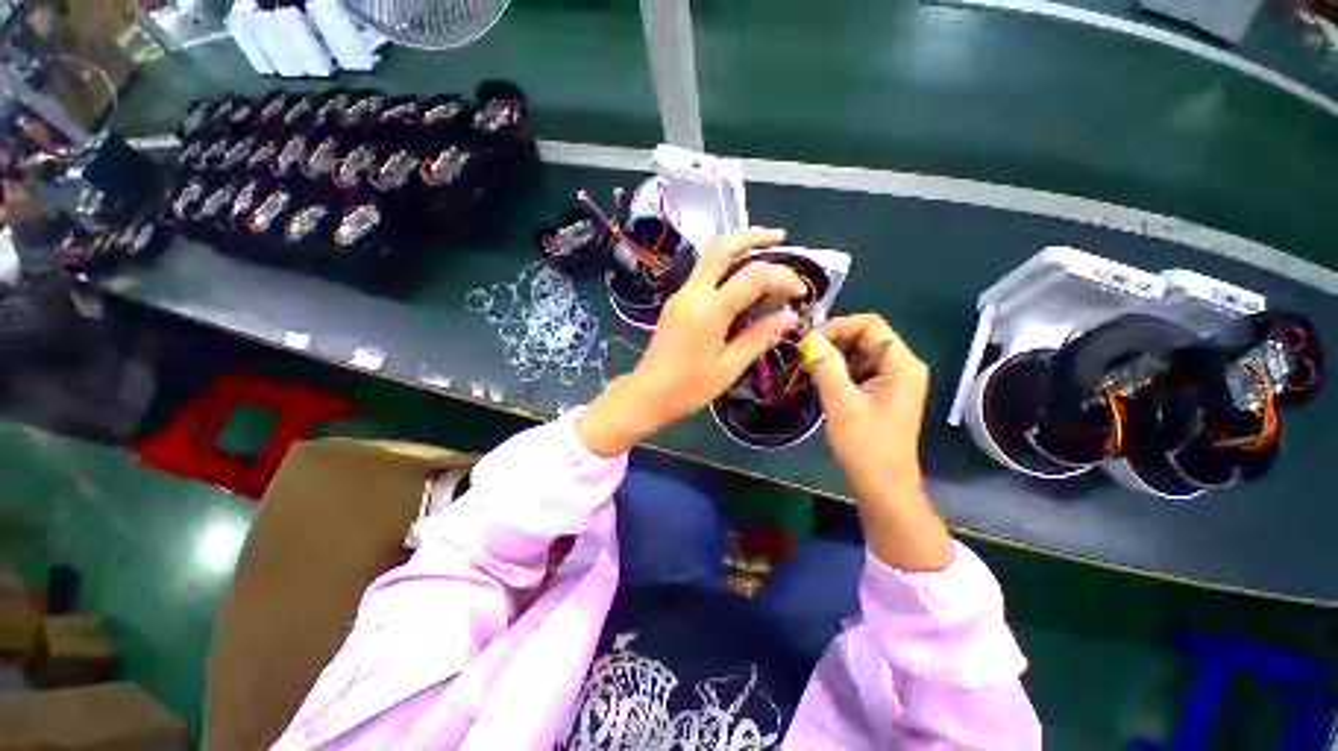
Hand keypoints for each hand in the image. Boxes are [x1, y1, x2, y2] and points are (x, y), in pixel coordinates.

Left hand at [578, 227, 804, 455]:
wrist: (647, 394)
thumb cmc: (689, 387)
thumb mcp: (729, 367)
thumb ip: (759, 337)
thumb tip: (790, 316)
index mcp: (709, 308)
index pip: (753, 276)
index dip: (782, 277)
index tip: (801, 292)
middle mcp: (693, 292)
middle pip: (722, 246)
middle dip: (753, 235)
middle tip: (780, 237)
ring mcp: (681, 295)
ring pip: (710, 256)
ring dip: (738, 248)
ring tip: (766, 252)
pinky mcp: (677, 303)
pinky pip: (704, 274)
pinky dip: (726, 267)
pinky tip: (742, 282)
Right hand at [801, 315, 953, 570]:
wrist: (882, 487)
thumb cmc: (865, 447)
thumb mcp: (841, 403)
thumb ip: (826, 366)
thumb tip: (808, 336)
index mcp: (902, 364)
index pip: (870, 324)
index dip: (837, 327)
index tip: (808, 342)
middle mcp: (902, 366)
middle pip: (865, 336)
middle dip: (833, 341)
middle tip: (804, 356)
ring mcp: (894, 380)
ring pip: (859, 353)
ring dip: (833, 357)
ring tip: (809, 369)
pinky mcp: (883, 393)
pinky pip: (859, 370)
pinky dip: (838, 371)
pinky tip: (821, 382)